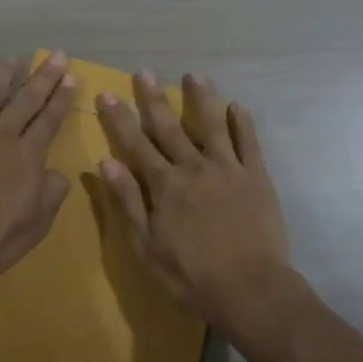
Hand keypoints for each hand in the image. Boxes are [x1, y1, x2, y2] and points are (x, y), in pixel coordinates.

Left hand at [0, 53, 76, 291]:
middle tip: (57, 56)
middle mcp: (4, 132)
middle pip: (28, 96)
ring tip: (12, 61)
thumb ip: (52, 193)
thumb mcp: (38, 224)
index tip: (71, 77)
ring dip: (5, 73)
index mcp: (30, 155)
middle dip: (45, 75)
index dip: (62, 96)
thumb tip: (55, 172)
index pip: (51, 117)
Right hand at [94, 71, 291, 330]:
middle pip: (169, 126)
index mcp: (165, 184)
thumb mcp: (146, 246)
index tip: (107, 94)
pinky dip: (242, 122)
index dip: (119, 118)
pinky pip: (249, 143)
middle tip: (144, 72)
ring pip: (212, 124)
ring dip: (201, 98)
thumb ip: (128, 201)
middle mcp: (194, 167)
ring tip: (194, 75)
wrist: (250, 289)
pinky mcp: (256, 177)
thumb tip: (106, 162)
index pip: (136, 143)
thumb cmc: (191, 276)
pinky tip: (237, 106)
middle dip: (154, 98)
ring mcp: (228, 169)